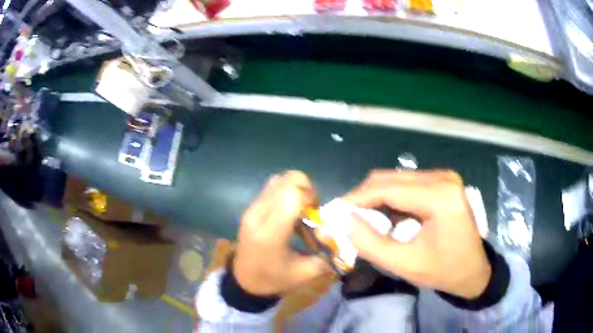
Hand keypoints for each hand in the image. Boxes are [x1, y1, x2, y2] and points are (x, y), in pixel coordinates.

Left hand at [233, 171, 330, 295]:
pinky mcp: (250, 208)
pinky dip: (285, 192)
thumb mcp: (303, 274)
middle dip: (306, 190)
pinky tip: (289, 212)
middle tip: (310, 210)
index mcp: (271, 233)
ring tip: (300, 210)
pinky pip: (271, 187)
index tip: (315, 214)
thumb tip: (340, 237)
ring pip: (279, 179)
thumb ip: (325, 256)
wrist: (243, 280)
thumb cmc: (273, 279)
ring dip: (295, 189)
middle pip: (287, 180)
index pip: (293, 195)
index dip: (311, 198)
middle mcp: (259, 214)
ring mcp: (252, 209)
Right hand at [343, 170, 490, 298]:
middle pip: (391, 178)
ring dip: (377, 197)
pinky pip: (408, 183)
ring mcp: (445, 177)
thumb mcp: (404, 264)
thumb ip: (370, 243)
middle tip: (347, 218)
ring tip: (365, 220)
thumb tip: (342, 220)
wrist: (474, 271)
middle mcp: (443, 178)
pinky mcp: (444, 182)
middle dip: (365, 197)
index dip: (357, 198)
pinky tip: (387, 217)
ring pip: (397, 178)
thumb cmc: (443, 271)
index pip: (388, 188)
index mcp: (440, 196)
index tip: (335, 212)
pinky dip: (392, 198)